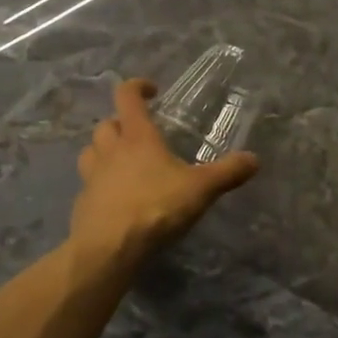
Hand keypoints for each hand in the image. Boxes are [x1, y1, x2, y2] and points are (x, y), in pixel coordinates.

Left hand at [70, 78, 259, 263]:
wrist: (109, 250)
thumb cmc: (155, 208)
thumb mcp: (200, 190)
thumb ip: (227, 173)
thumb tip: (254, 159)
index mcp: (137, 138)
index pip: (127, 96)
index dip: (137, 87)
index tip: (152, 91)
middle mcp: (109, 151)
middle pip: (105, 124)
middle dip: (120, 123)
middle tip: (138, 134)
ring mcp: (91, 178)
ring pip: (90, 152)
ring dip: (103, 151)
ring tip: (122, 163)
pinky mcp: (82, 204)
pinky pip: (88, 185)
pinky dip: (99, 185)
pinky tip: (116, 200)